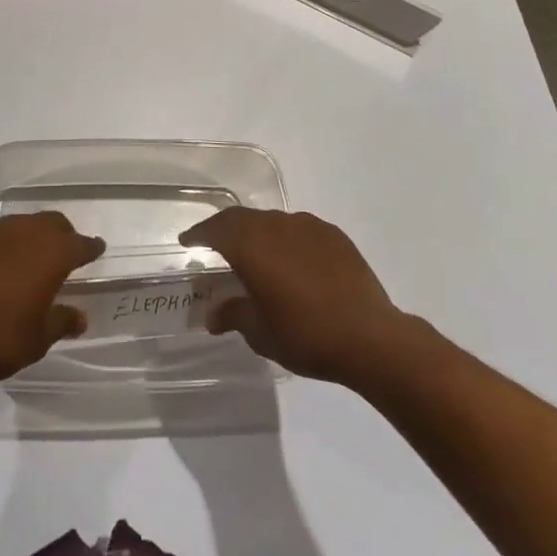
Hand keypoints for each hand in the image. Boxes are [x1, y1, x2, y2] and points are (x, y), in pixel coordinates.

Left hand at [0, 213, 105, 384]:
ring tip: (28, 259)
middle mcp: (24, 232)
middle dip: (63, 235)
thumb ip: (60, 322)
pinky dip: (1, 246)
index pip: (80, 244)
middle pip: (52, 223)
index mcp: (50, 253)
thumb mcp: (36, 340)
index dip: (91, 247)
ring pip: (21, 224)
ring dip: (30, 237)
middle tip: (65, 253)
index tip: (97, 249)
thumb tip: (80, 316)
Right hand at [180, 207, 405, 384]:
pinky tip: (294, 262)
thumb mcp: (261, 333)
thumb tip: (213, 315)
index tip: (187, 240)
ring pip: (271, 221)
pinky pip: (299, 229)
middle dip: (225, 229)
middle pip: (241, 218)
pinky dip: (287, 240)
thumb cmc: (305, 335)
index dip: (198, 233)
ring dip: (258, 233)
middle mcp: (275, 225)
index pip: (215, 229)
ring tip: (256, 255)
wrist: (369, 336)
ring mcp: (307, 226)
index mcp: (251, 244)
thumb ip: (234, 315)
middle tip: (215, 243)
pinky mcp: (333, 235)